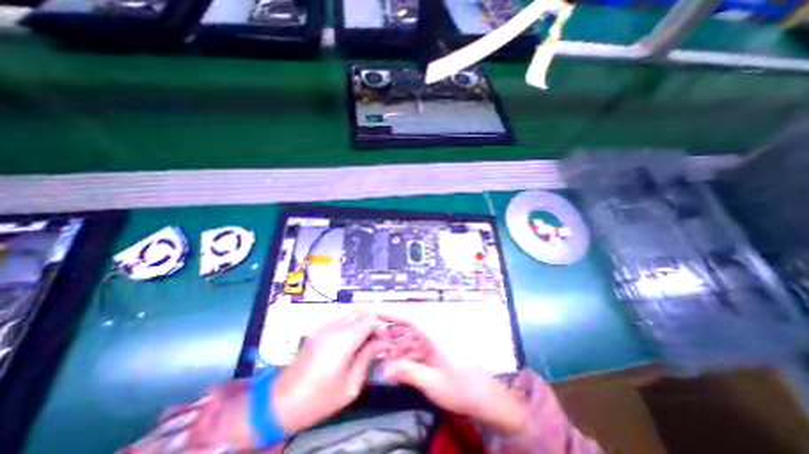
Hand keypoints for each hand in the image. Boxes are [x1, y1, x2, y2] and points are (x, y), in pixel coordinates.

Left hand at [269, 312, 385, 432]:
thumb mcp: (350, 385)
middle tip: (379, 341)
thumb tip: (383, 343)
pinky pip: (343, 318)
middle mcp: (335, 326)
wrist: (280, 402)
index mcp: (344, 339)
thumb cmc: (318, 399)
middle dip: (375, 323)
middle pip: (363, 312)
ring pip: (353, 312)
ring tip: (368, 341)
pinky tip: (354, 340)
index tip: (386, 343)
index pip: (371, 319)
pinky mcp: (320, 329)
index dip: (382, 328)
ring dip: (365, 322)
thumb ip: (368, 358)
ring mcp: (326, 326)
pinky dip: (354, 323)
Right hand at [382, 316, 532, 435]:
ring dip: (398, 350)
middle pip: (408, 328)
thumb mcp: (432, 383)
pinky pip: (418, 349)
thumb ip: (408, 373)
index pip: (410, 319)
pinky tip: (399, 368)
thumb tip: (385, 368)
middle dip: (391, 335)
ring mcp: (436, 343)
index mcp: (434, 336)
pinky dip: (407, 356)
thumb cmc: (461, 388)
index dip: (393, 313)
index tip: (376, 310)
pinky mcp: (438, 352)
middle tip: (376, 344)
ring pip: (412, 340)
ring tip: (386, 363)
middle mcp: (434, 335)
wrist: (485, 398)